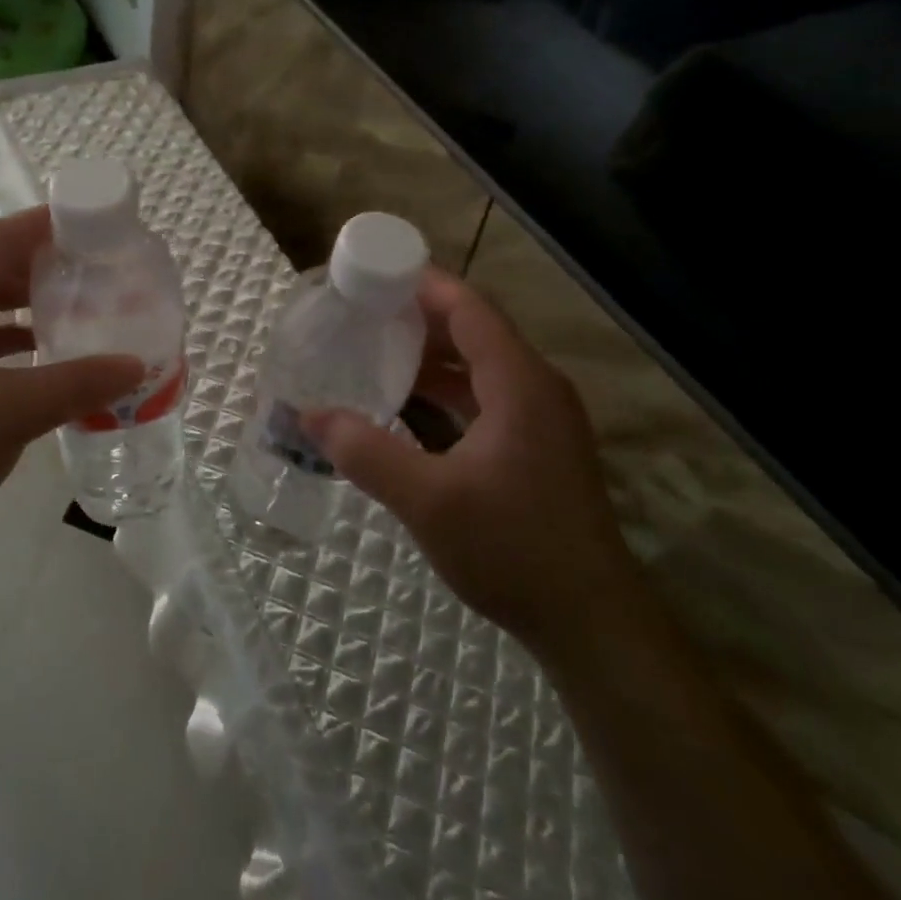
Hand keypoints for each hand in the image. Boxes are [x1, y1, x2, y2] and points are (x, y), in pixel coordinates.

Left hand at [0, 208, 143, 557]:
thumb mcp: (10, 414)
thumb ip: (78, 383)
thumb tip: (137, 365)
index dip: (45, 226)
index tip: (95, 223)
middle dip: (40, 265)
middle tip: (96, 268)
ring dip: (23, 303)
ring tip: (77, 304)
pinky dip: (4, 337)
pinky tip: (41, 352)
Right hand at [305, 268, 638, 654]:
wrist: (591, 623)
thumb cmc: (512, 549)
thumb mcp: (427, 500)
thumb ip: (365, 452)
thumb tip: (309, 415)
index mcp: (519, 382)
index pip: (468, 308)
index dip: (421, 284)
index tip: (371, 275)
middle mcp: (536, 387)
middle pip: (473, 329)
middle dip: (417, 316)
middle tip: (359, 313)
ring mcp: (541, 418)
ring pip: (479, 364)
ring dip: (430, 354)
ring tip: (374, 350)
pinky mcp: (537, 446)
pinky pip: (485, 395)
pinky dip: (446, 388)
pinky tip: (407, 403)